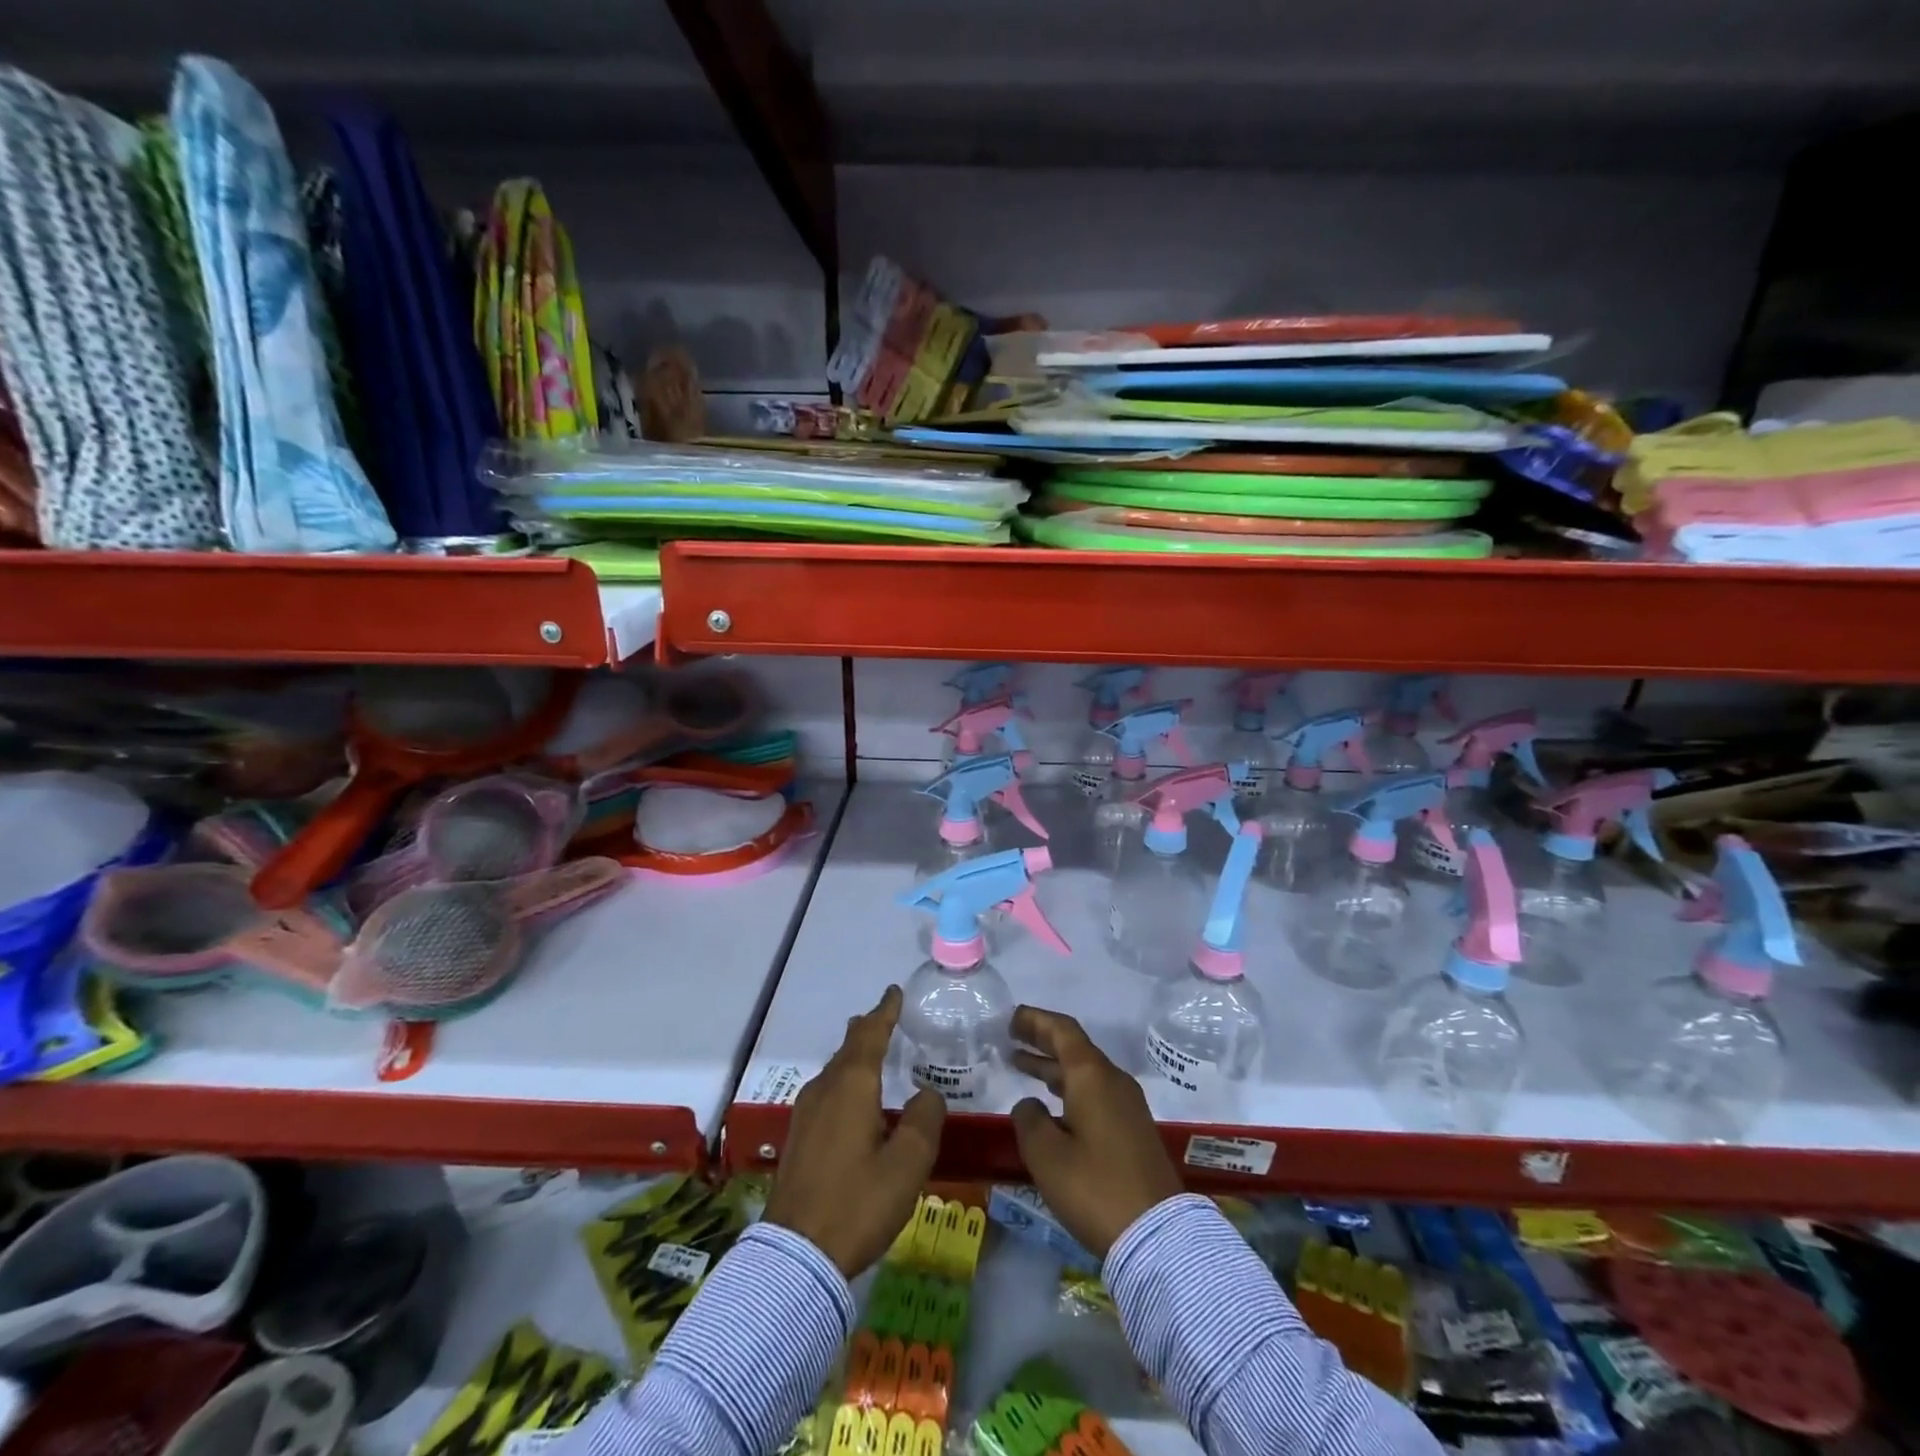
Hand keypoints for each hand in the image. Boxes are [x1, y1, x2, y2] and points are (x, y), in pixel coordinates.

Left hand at [763, 985, 945, 1277]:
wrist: (795, 1256)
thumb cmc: (858, 1203)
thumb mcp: (907, 1164)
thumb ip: (924, 1120)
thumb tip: (926, 1094)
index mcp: (851, 1086)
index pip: (869, 1034)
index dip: (884, 1012)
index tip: (894, 991)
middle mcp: (824, 1090)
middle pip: (848, 1048)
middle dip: (867, 1030)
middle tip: (885, 1017)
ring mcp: (805, 1114)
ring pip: (834, 1070)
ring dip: (854, 1056)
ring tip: (871, 1051)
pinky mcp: (798, 1138)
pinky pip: (826, 1091)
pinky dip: (845, 1080)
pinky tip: (852, 1099)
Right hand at [1008, 1006, 1183, 1258]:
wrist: (1159, 1236)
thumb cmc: (1095, 1187)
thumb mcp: (1046, 1154)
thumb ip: (1029, 1120)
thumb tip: (1029, 1104)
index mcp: (1092, 1076)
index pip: (1062, 1030)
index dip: (1035, 1020)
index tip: (1011, 1018)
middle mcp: (1113, 1081)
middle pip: (1075, 1048)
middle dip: (1042, 1040)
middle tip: (1012, 1036)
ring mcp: (1127, 1106)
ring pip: (1084, 1073)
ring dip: (1053, 1067)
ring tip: (1021, 1064)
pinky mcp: (1133, 1130)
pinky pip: (1095, 1093)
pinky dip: (1068, 1088)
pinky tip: (1051, 1104)